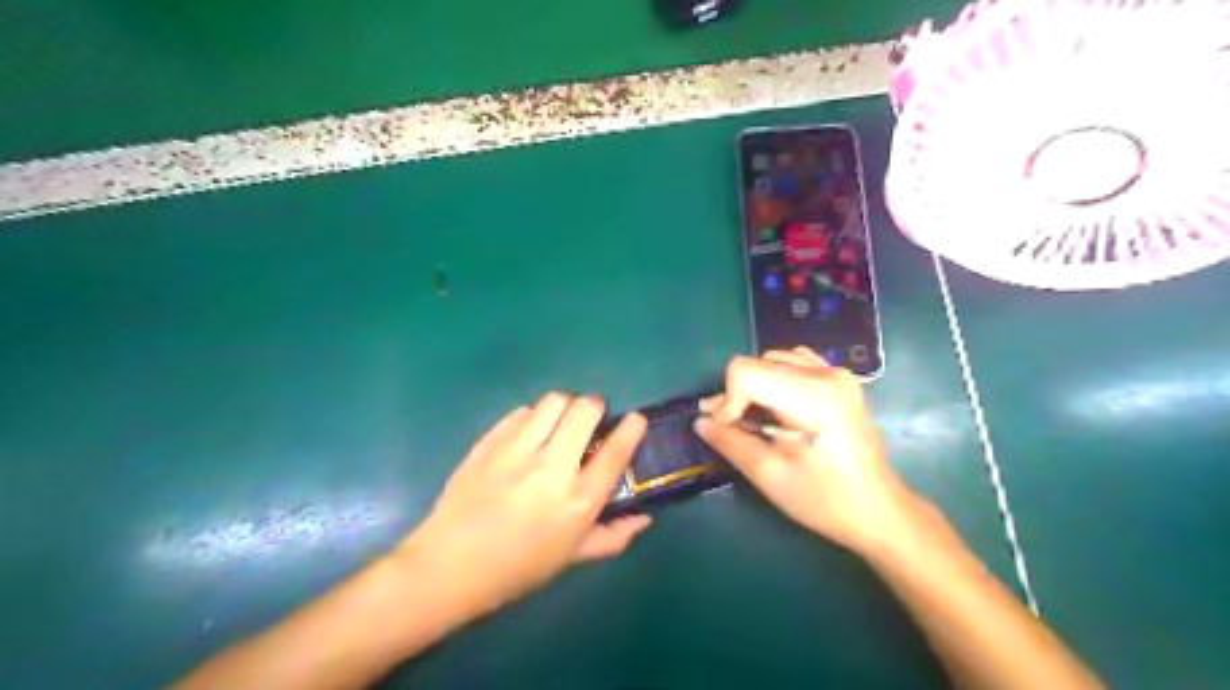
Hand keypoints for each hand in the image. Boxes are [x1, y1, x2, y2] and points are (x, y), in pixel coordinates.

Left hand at [399, 391, 658, 622]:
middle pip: (585, 409)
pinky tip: (527, 436)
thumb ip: (613, 536)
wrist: (449, 566)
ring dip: (564, 408)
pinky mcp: (489, 443)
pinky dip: (531, 418)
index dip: (631, 428)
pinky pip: (520, 412)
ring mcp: (516, 451)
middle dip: (595, 408)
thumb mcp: (572, 557)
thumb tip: (645, 517)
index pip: (615, 451)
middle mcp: (552, 468)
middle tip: (590, 422)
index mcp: (578, 501)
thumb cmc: (518, 568)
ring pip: (553, 401)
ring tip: (558, 425)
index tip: (635, 420)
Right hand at [696, 349, 917, 554]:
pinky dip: (777, 378)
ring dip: (756, 385)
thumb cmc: (823, 499)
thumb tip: (700, 421)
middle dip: (738, 393)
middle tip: (732, 426)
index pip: (745, 372)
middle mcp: (825, 374)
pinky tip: (779, 405)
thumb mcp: (769, 475)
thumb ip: (730, 441)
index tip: (727, 428)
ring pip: (774, 360)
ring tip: (756, 418)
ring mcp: (837, 373)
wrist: (878, 509)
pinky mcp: (841, 380)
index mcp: (810, 396)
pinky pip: (796, 363)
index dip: (727, 399)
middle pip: (758, 364)